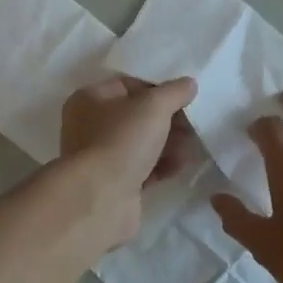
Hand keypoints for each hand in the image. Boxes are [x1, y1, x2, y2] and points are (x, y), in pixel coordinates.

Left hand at [59, 75, 199, 243]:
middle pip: (137, 116)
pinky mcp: (114, 184)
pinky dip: (162, 166)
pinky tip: (180, 165)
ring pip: (142, 144)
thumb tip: (188, 84)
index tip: (184, 97)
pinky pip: (143, 168)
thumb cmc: (122, 140)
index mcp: (89, 99)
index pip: (128, 85)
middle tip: (193, 124)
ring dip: (169, 143)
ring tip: (192, 146)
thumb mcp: (154, 106)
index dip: (157, 89)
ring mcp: (101, 158)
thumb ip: (174, 92)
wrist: (101, 198)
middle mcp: (90, 126)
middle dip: (168, 120)